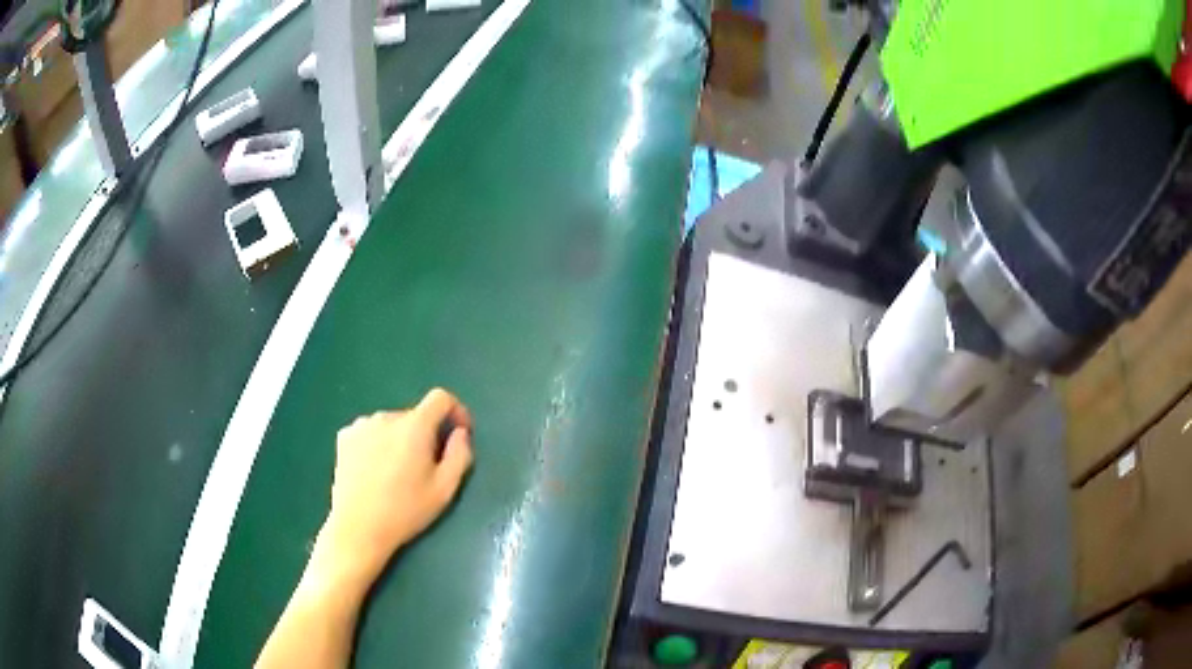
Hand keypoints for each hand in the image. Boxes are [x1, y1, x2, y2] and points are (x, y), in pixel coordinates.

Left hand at [314, 388, 473, 584]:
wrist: (358, 528)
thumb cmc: (405, 511)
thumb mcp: (445, 490)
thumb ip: (460, 455)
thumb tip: (460, 433)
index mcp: (415, 426)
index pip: (441, 398)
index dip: (456, 410)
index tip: (458, 433)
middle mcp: (387, 417)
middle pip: (415, 415)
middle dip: (425, 435)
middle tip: (425, 469)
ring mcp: (361, 425)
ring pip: (391, 424)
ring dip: (400, 439)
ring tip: (397, 473)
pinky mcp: (344, 436)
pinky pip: (370, 432)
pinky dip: (378, 443)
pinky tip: (374, 470)